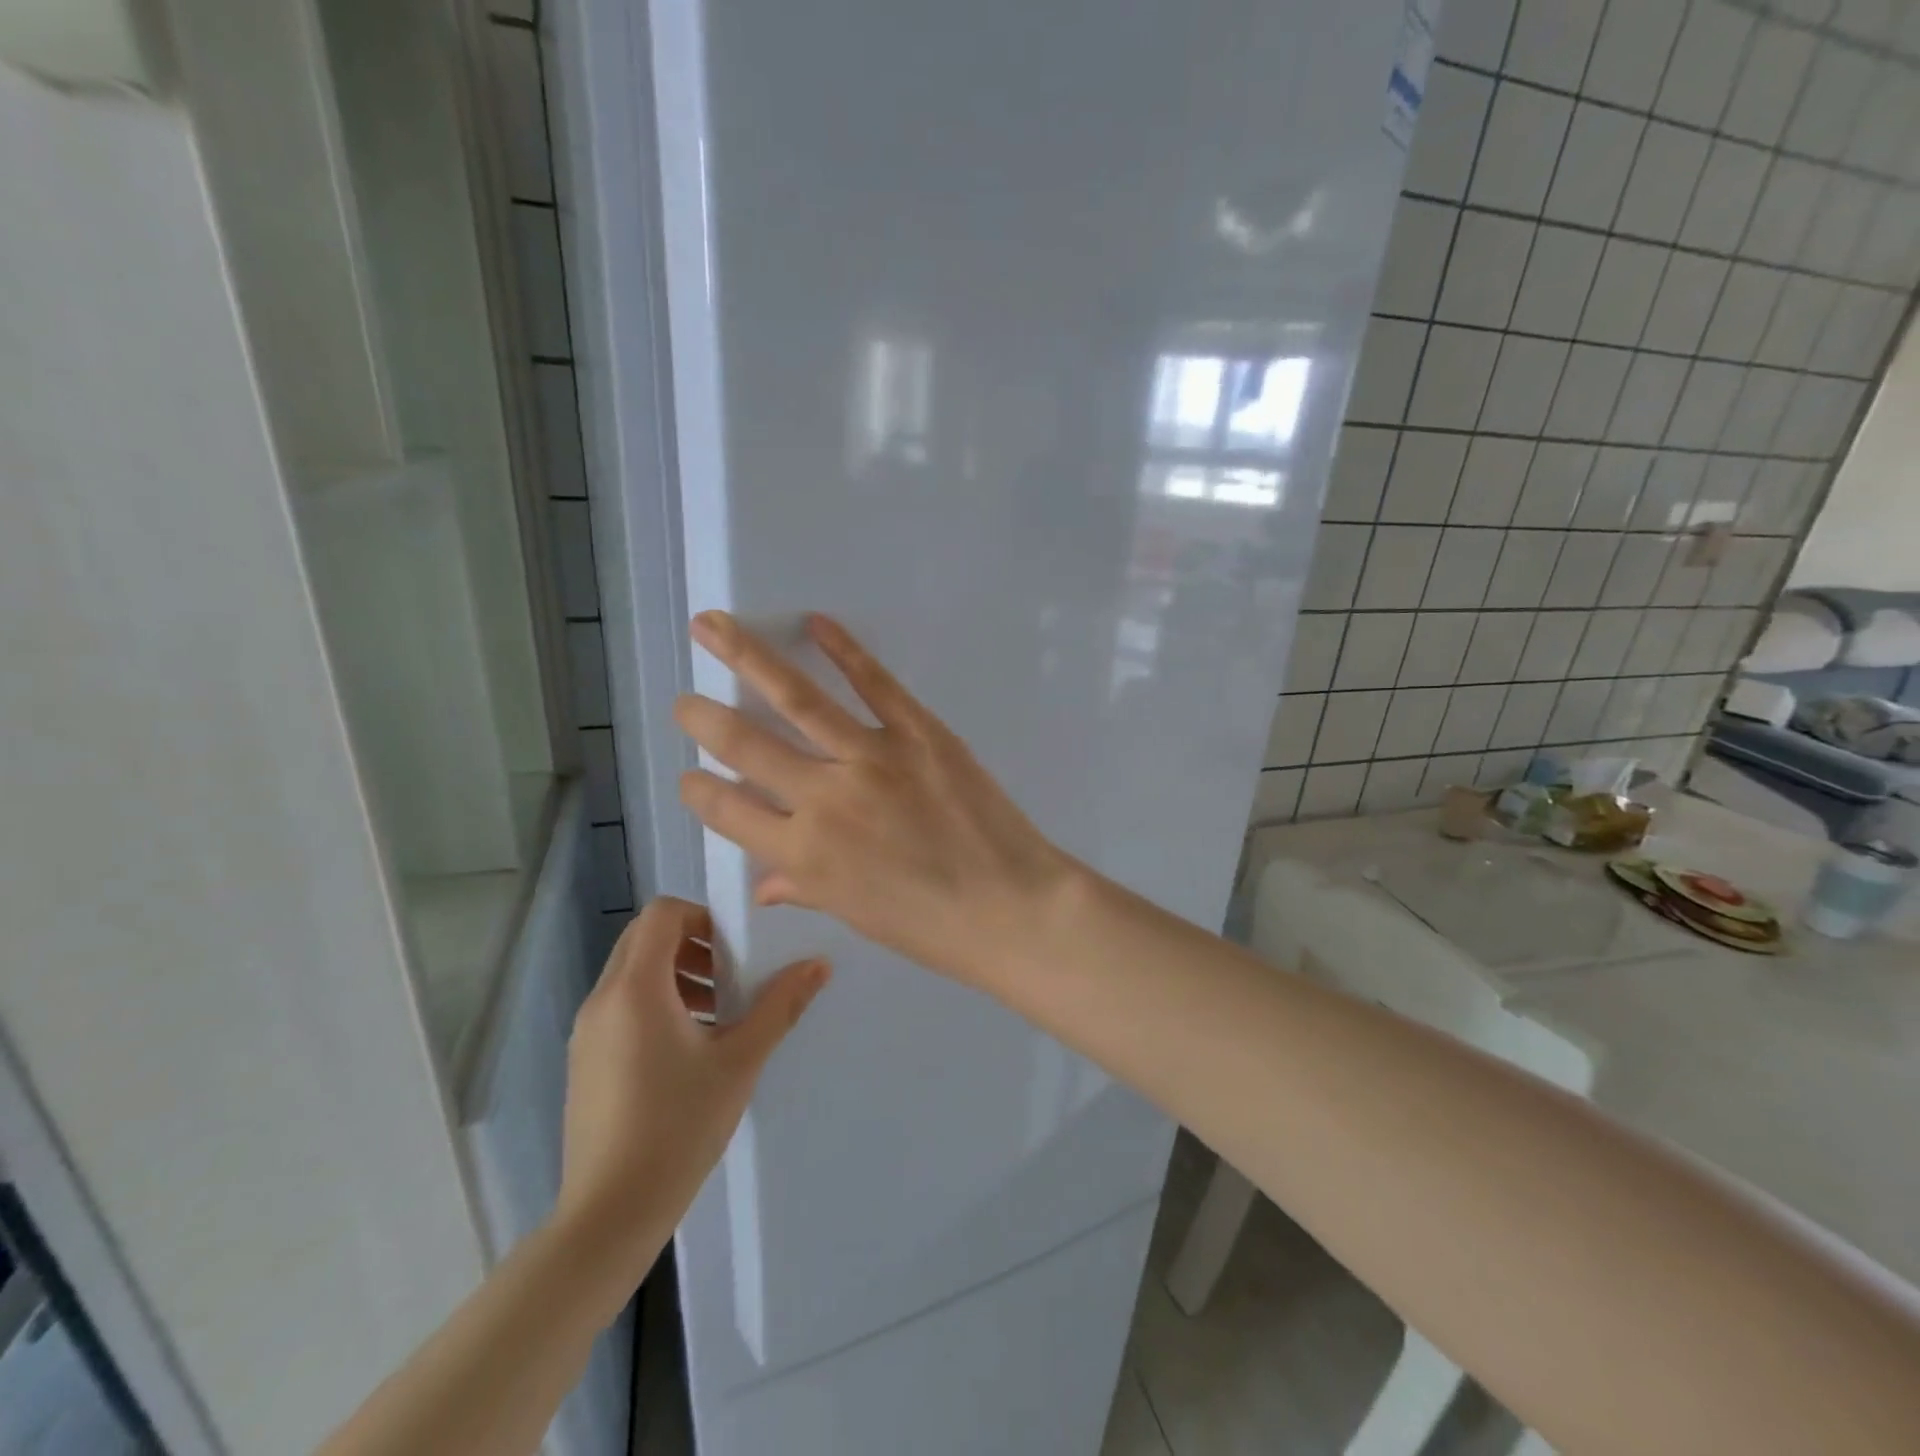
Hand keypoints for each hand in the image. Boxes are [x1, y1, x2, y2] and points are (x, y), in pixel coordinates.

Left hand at [554, 897, 827, 1286]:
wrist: (609, 1213)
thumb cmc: (678, 1126)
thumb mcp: (740, 1061)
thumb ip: (779, 1006)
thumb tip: (818, 964)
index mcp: (636, 988)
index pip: (661, 913)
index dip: (702, 915)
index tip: (736, 947)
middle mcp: (603, 999)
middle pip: (645, 939)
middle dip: (692, 944)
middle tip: (732, 975)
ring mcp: (587, 1032)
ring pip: (633, 974)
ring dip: (676, 975)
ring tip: (719, 1013)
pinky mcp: (585, 1060)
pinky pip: (622, 1006)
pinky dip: (657, 1004)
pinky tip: (691, 1049)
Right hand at [672, 612, 1078, 985]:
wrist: (1011, 907)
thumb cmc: (931, 926)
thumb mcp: (856, 915)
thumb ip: (804, 888)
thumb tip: (764, 885)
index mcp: (803, 854)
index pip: (728, 810)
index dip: (699, 790)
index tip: (689, 775)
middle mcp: (824, 798)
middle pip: (746, 745)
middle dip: (703, 718)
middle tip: (683, 700)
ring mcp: (872, 758)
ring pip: (798, 699)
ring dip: (747, 657)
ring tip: (711, 625)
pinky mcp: (919, 733)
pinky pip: (875, 683)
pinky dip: (845, 649)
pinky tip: (816, 623)